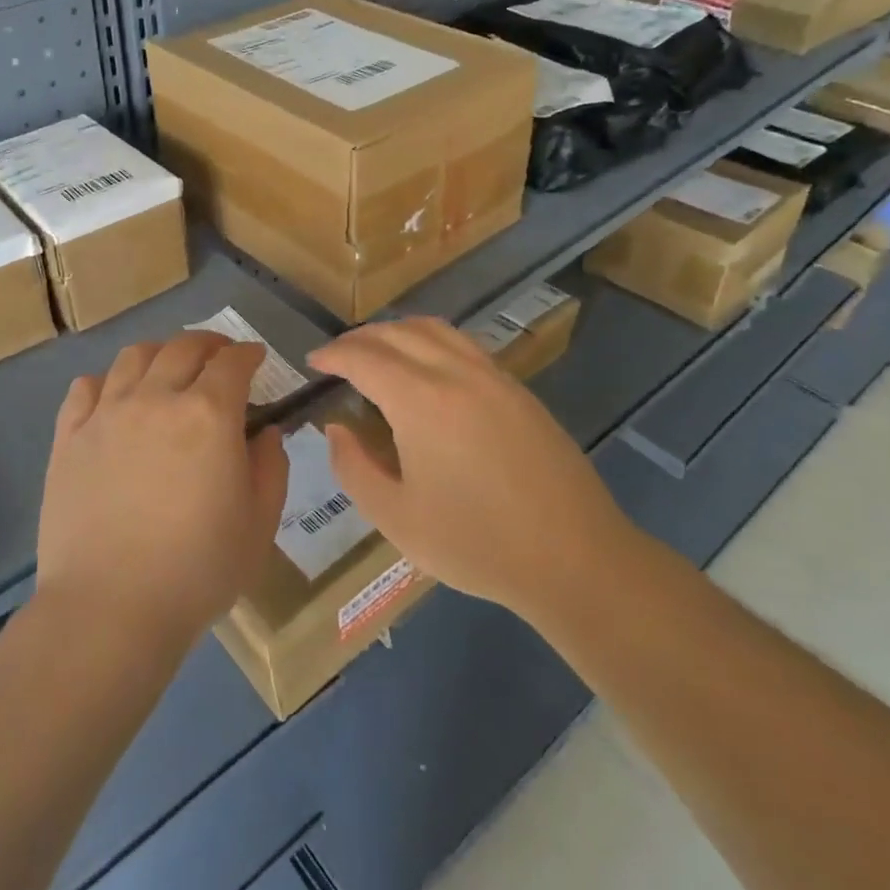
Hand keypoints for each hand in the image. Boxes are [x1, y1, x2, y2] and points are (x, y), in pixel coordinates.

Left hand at [36, 332, 289, 648]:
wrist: (110, 607)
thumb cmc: (197, 569)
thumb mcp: (259, 524)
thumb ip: (270, 468)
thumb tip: (266, 432)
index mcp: (208, 414)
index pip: (232, 363)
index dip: (248, 354)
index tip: (255, 358)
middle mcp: (156, 398)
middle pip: (183, 347)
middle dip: (209, 344)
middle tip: (219, 356)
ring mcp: (107, 414)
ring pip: (134, 357)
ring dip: (160, 352)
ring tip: (168, 367)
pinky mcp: (69, 436)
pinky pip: (85, 387)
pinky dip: (107, 381)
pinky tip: (115, 396)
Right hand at [306, 318, 634, 622]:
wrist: (575, 558)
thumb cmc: (476, 543)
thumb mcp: (396, 518)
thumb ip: (354, 468)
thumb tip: (336, 429)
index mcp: (420, 400)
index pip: (364, 357)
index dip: (333, 354)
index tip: (313, 361)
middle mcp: (455, 373)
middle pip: (398, 333)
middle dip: (361, 338)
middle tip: (338, 356)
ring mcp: (493, 377)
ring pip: (435, 330)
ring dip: (398, 331)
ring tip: (378, 352)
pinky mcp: (519, 391)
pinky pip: (464, 345)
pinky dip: (432, 341)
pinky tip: (428, 369)